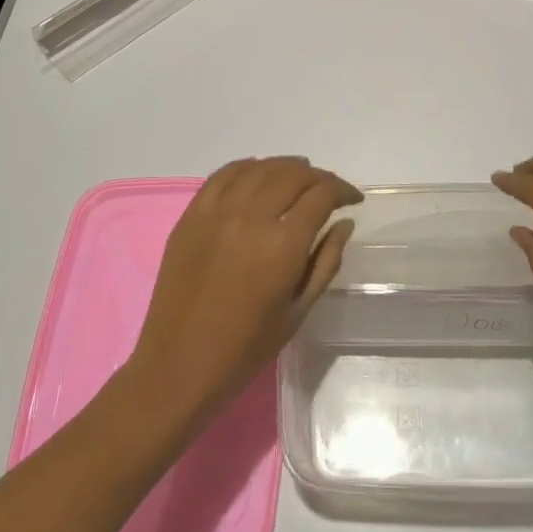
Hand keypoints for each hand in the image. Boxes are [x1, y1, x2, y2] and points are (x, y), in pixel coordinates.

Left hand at [125, 157, 361, 422]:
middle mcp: (251, 218)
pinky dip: (247, 167)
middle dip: (319, 177)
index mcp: (283, 245)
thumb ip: (326, 260)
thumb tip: (344, 223)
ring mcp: (217, 212)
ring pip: (260, 169)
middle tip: (329, 190)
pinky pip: (223, 175)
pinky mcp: (192, 215)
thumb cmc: (246, 347)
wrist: (179, 364)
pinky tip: (259, 172)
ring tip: (300, 175)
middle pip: (293, 175)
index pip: (322, 195)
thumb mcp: (299, 310)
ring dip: (286, 167)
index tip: (353, 199)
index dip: (343, 190)